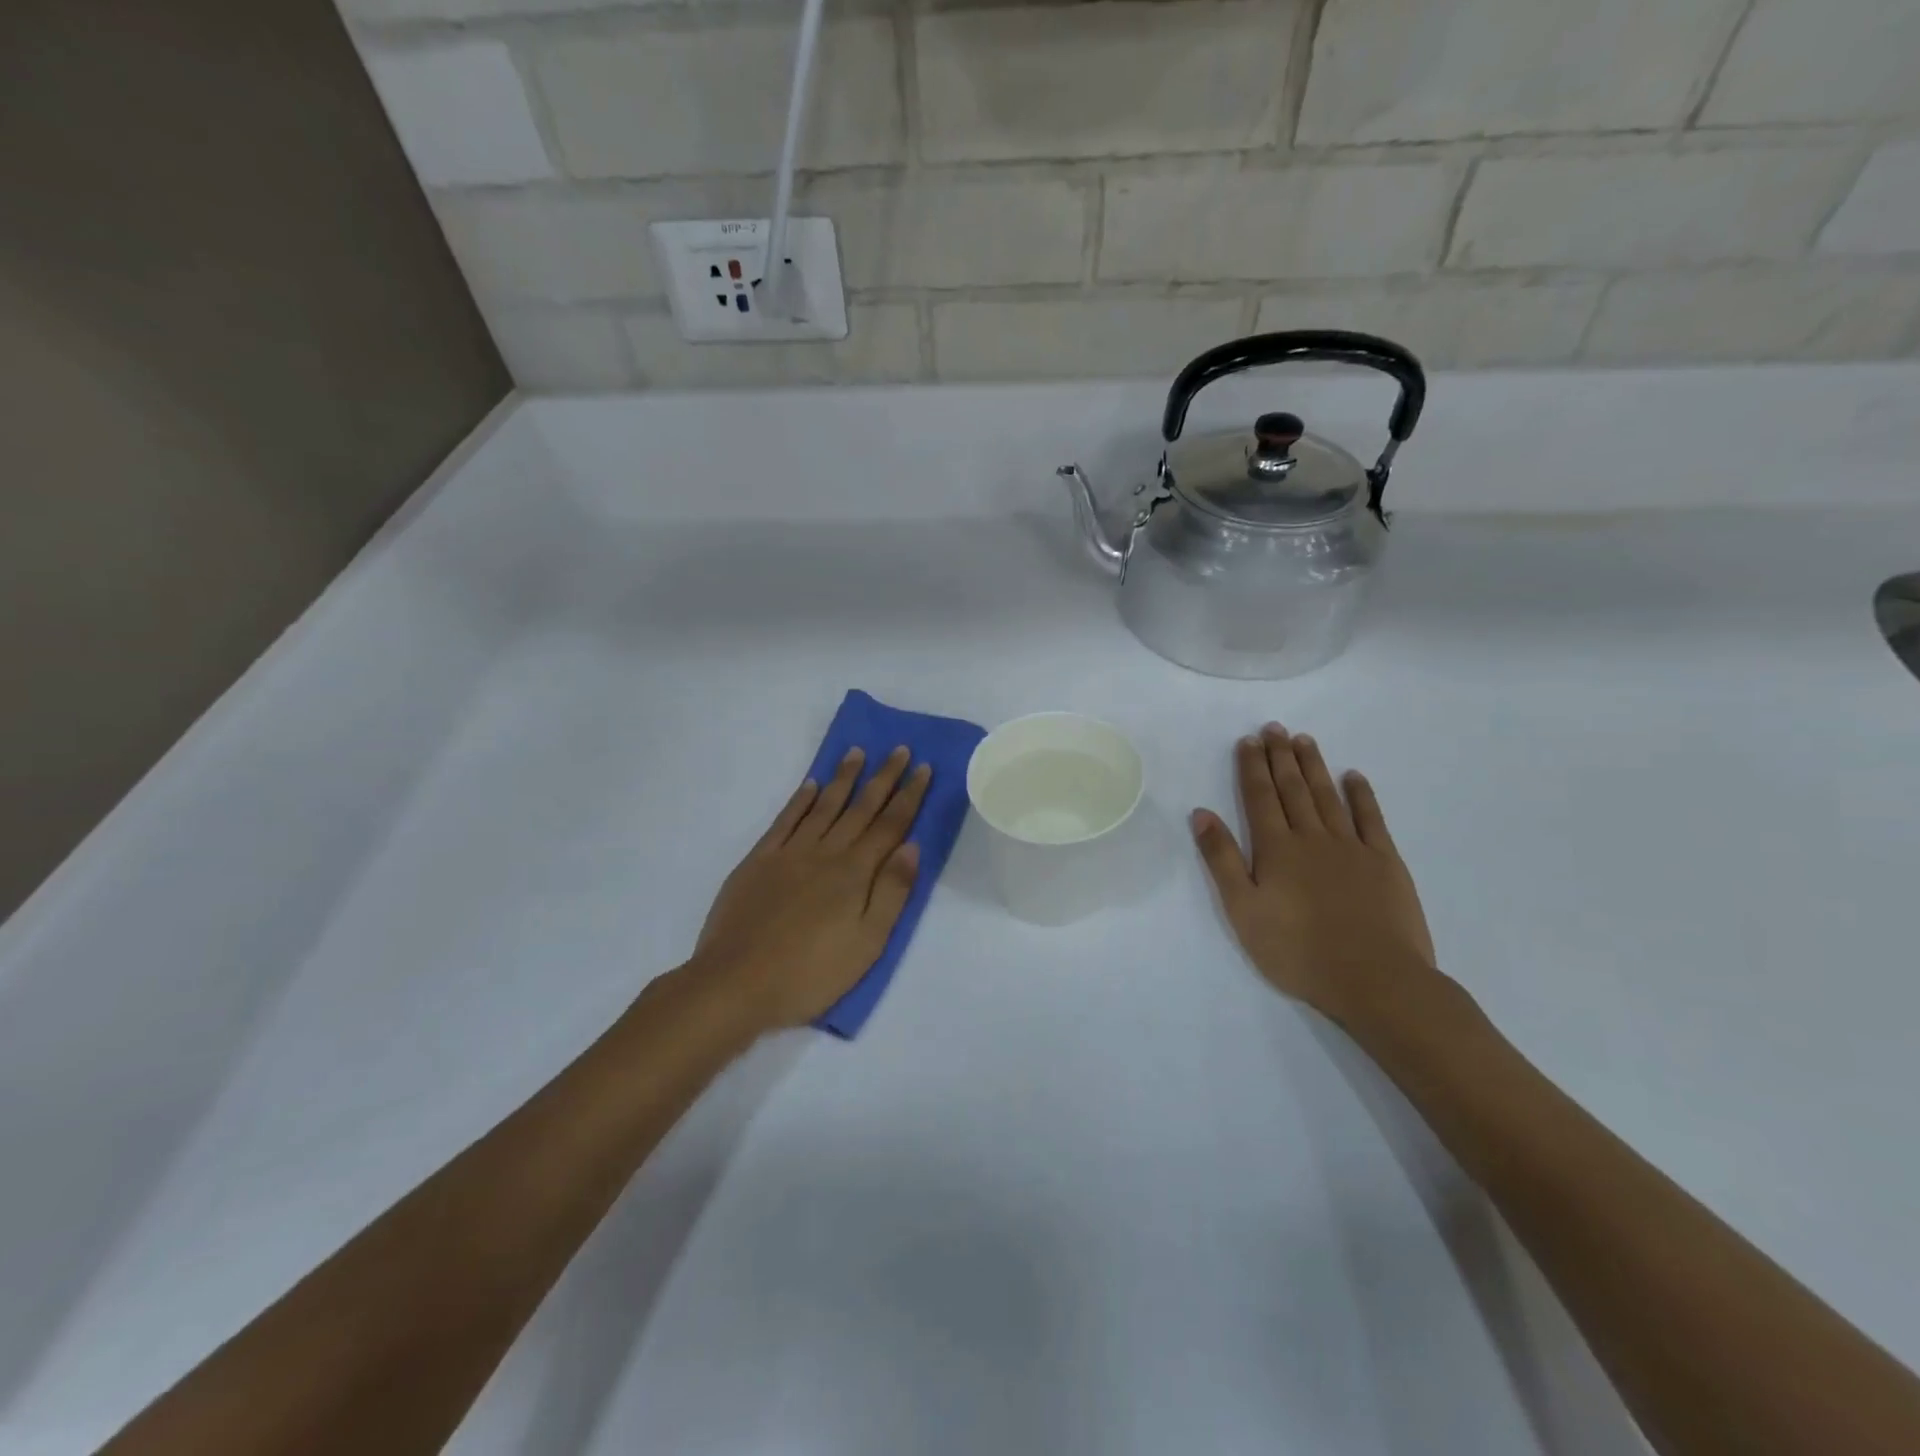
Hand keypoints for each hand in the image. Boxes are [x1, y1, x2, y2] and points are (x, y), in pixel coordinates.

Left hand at [693, 745, 930, 1032]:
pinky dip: (800, 800)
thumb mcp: (867, 944)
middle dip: (883, 777)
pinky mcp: (758, 861)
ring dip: (843, 778)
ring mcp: (789, 853)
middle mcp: (825, 853)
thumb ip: (892, 892)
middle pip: (860, 808)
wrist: (735, 983)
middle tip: (899, 749)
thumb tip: (911, 846)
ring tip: (857, 752)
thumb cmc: (810, 973)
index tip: (923, 768)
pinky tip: (811, 785)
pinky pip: (785, 820)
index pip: (890, 825)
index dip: (908, 796)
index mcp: (854, 873)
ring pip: (823, 806)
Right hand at [1191, 723, 1439, 1027]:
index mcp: (1275, 849)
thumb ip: (1222, 859)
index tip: (1248, 740)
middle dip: (1280, 756)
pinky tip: (1354, 776)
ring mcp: (1352, 847)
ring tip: (1304, 740)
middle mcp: (1312, 837)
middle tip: (1274, 728)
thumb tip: (1201, 813)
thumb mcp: (1242, 910)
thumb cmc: (1297, 950)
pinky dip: (1361, 795)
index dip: (1252, 767)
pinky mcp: (1385, 862)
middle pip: (1293, 788)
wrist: (1374, 979)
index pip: (1259, 797)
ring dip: (1314, 766)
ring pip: (1327, 796)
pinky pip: (1371, 818)